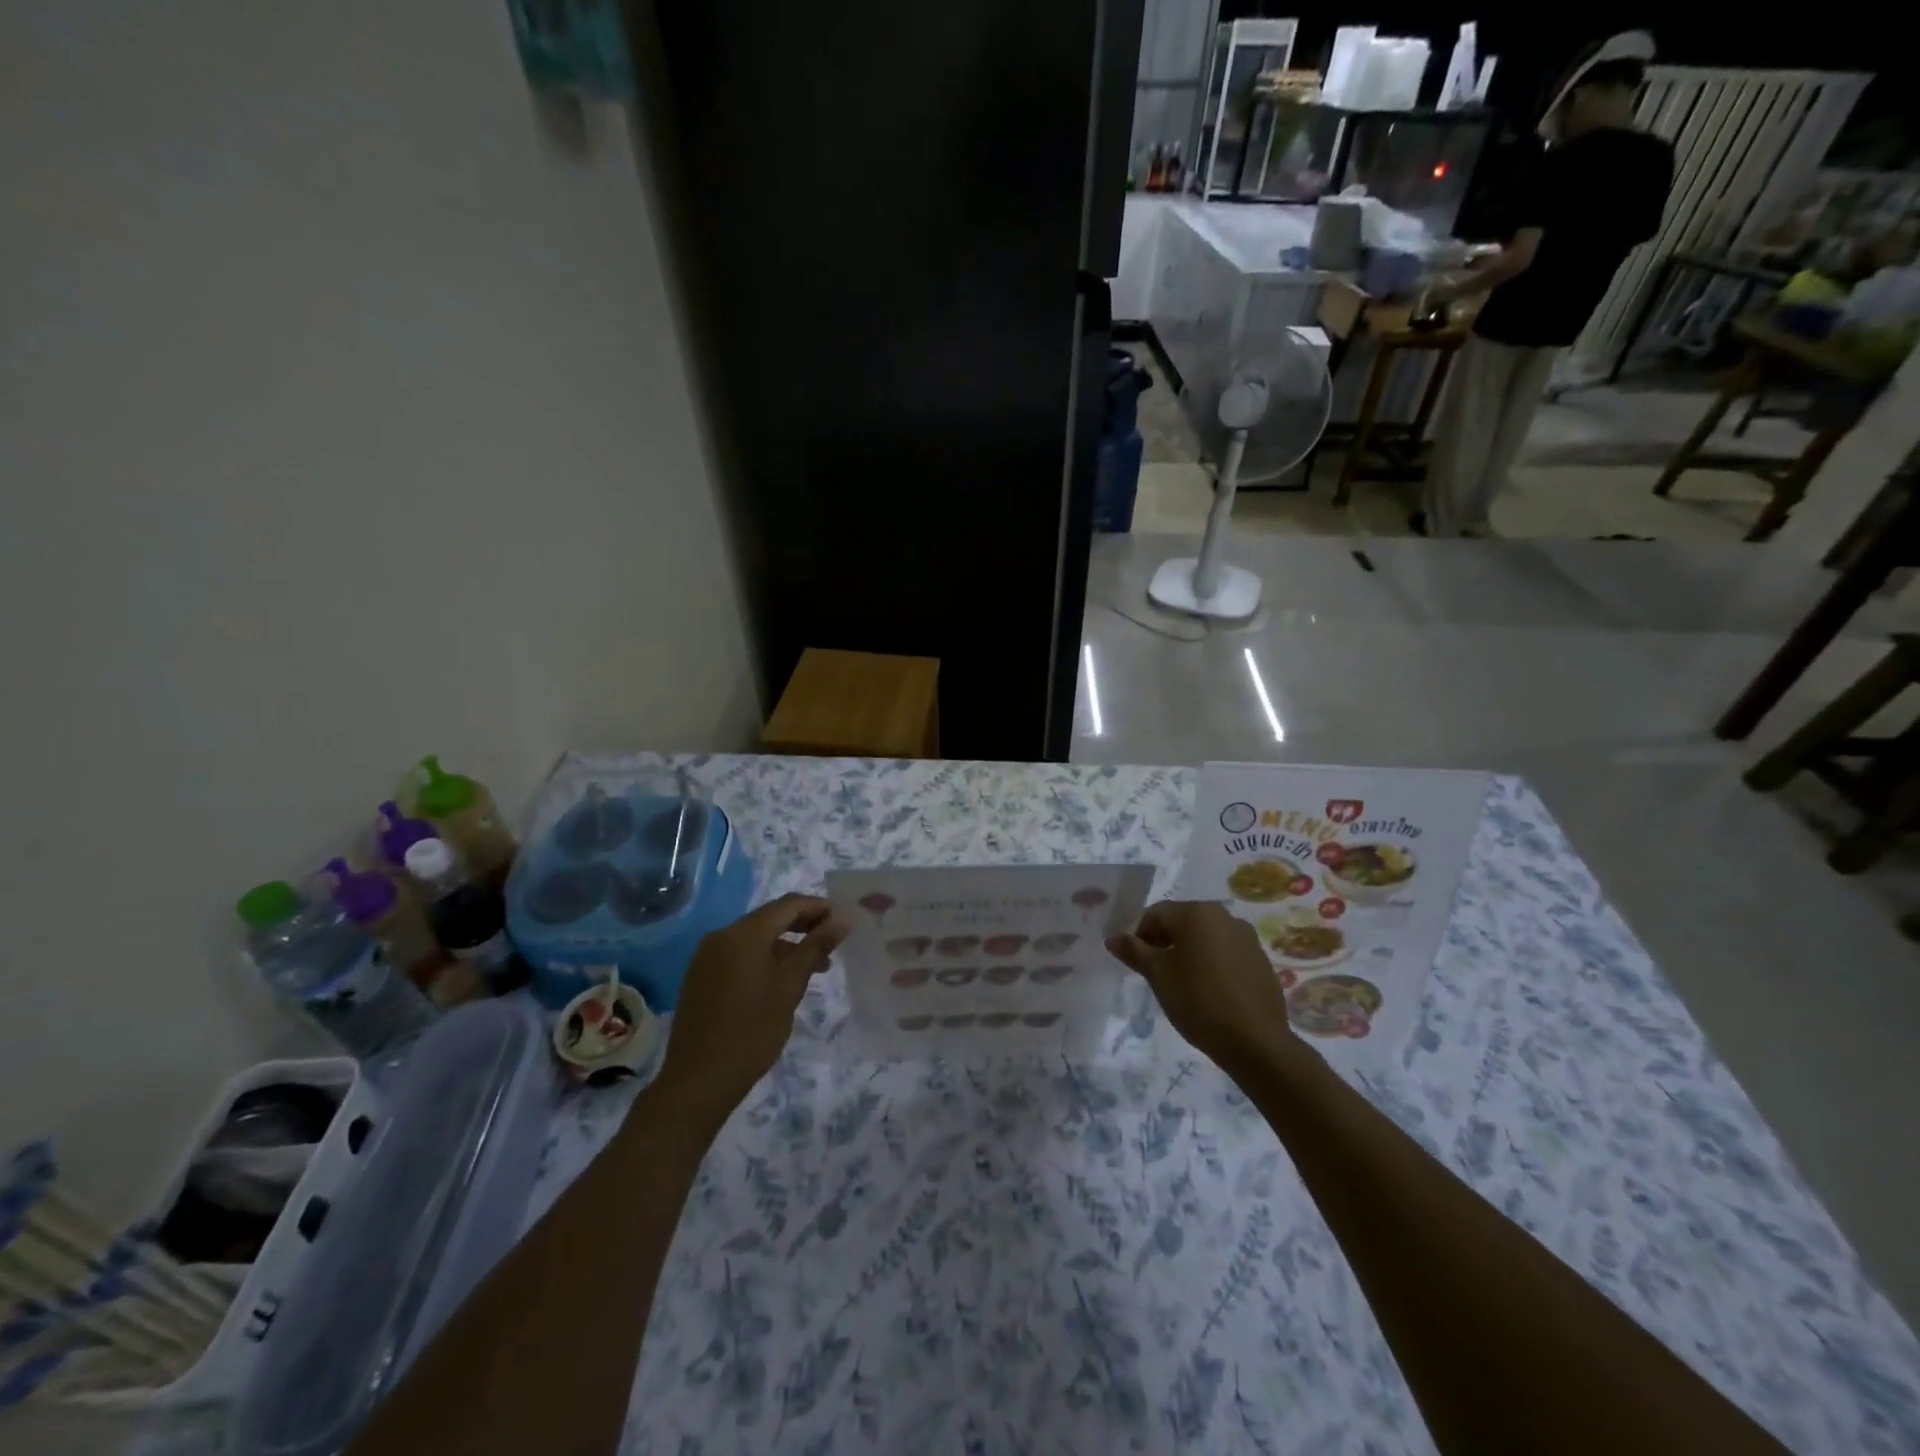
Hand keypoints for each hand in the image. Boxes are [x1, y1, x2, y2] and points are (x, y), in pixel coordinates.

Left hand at [655, 894, 847, 1125]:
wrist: (698, 1081)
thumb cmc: (751, 1032)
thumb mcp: (790, 988)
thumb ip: (816, 948)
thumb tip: (843, 919)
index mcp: (743, 934)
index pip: (788, 904)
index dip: (819, 908)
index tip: (844, 920)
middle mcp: (721, 936)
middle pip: (770, 918)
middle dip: (804, 926)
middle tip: (834, 942)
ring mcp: (707, 956)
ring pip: (755, 938)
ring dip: (786, 945)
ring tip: (816, 967)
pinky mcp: (701, 976)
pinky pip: (739, 954)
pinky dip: (764, 958)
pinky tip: (782, 980)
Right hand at [1107, 901, 1293, 1071]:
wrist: (1256, 1042)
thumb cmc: (1198, 1001)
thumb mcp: (1158, 976)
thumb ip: (1134, 952)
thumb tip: (1113, 938)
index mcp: (1197, 912)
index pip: (1156, 913)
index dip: (1139, 935)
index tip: (1136, 962)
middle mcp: (1224, 916)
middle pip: (1182, 922)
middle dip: (1164, 942)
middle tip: (1155, 973)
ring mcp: (1247, 938)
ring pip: (1205, 937)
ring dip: (1188, 952)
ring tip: (1182, 984)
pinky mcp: (1261, 960)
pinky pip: (1226, 953)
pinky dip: (1211, 964)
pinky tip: (1209, 991)